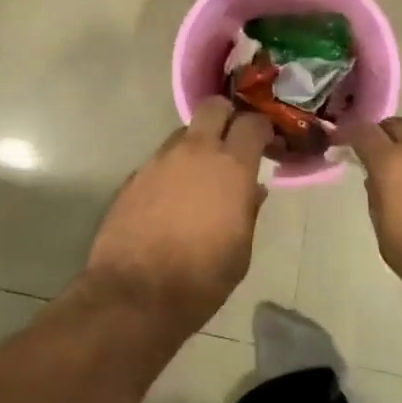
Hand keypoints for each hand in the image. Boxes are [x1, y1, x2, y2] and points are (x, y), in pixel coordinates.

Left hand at [82, 97, 271, 333]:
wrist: (136, 294)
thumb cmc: (202, 278)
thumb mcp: (241, 250)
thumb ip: (248, 210)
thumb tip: (252, 189)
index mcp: (230, 167)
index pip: (252, 122)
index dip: (262, 128)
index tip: (267, 143)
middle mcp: (194, 151)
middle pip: (212, 107)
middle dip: (226, 117)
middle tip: (233, 142)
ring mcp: (159, 160)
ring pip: (184, 133)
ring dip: (197, 145)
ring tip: (201, 176)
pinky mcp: (134, 175)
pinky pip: (161, 159)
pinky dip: (172, 169)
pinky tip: (172, 198)